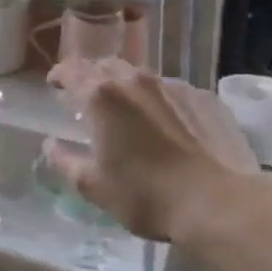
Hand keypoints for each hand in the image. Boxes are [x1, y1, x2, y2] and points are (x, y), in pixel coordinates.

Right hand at [42, 61, 258, 242]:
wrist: (221, 204)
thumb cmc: (146, 195)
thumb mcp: (92, 186)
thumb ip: (64, 160)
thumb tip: (50, 144)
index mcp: (101, 96)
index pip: (70, 70)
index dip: (59, 75)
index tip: (55, 86)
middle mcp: (134, 81)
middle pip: (105, 66)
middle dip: (92, 77)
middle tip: (88, 99)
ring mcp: (173, 87)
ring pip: (140, 76)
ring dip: (127, 88)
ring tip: (129, 112)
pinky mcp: (205, 99)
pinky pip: (173, 91)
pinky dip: (160, 101)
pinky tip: (167, 126)